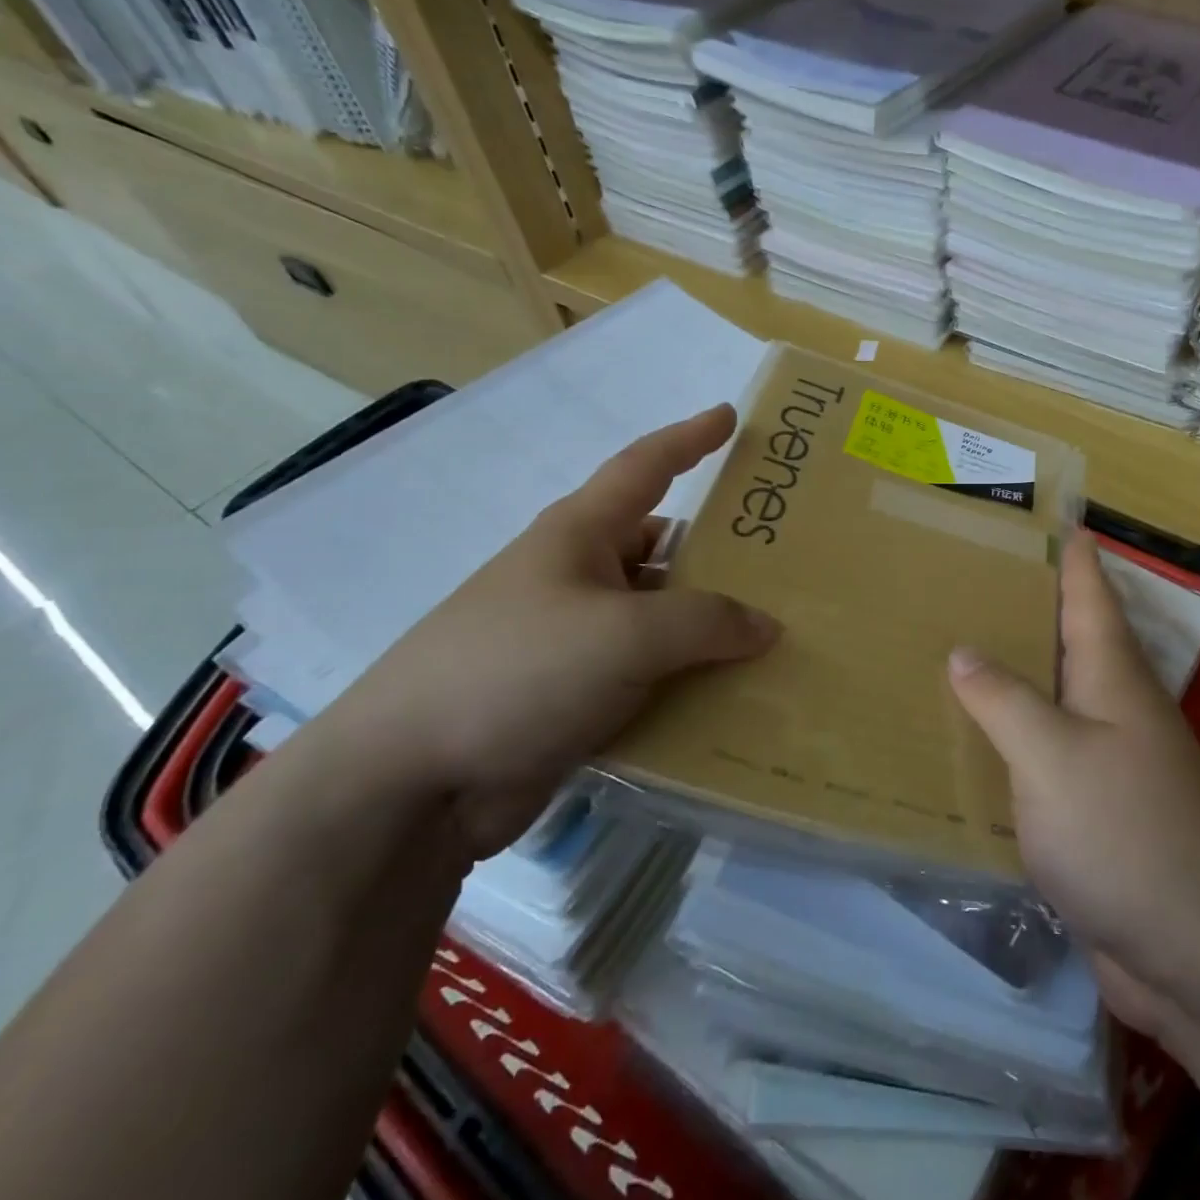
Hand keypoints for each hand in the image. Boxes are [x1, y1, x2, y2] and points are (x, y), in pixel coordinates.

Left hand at [324, 405, 780, 857]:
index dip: (690, 438)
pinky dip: (690, 682)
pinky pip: (652, 677)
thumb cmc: (518, 670)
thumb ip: (706, 622)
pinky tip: (737, 700)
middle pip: (665, 549)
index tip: (730, 416)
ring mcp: (578, 640)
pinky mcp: (578, 697)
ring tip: (781, 637)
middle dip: (722, 553)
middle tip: (788, 560)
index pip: (645, 466)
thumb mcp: (624, 635)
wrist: (411, 783)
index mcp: (580, 534)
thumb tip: (765, 627)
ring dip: (712, 630)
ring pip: (663, 620)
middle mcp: (580, 577)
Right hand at [947, 535, 1199, 1039]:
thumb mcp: (1053, 756)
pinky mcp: (1097, 813)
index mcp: (1113, 676)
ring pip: (1054, 698)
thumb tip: (964, 650)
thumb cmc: (1126, 834)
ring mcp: (1111, 762)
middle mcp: (1116, 708)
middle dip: (1027, 605)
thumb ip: (1005, 700)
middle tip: (968, 576)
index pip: (1089, 591)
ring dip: (1016, 674)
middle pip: (1069, 639)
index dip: (1071, 550)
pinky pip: (1045, 758)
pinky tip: (973, 745)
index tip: (1047, 512)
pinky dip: (1012, 741)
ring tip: (955, 647)